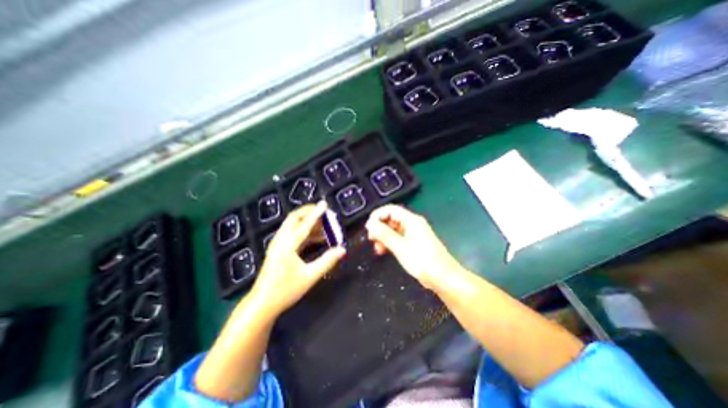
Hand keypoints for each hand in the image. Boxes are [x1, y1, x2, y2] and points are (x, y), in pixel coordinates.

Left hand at [251, 200, 346, 314]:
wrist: (262, 304)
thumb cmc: (285, 291)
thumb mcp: (309, 276)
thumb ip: (327, 261)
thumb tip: (342, 249)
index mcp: (287, 245)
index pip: (304, 224)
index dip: (316, 213)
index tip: (325, 204)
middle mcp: (281, 240)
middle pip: (295, 218)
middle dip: (310, 212)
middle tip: (325, 212)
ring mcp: (279, 244)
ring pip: (294, 225)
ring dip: (309, 222)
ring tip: (326, 225)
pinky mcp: (280, 249)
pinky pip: (294, 234)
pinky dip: (306, 232)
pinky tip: (318, 237)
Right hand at [368, 206, 462, 291]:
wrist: (443, 278)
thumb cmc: (423, 261)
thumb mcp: (401, 248)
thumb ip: (385, 234)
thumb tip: (371, 224)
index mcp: (411, 221)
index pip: (390, 210)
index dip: (377, 216)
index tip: (368, 227)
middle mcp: (412, 224)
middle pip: (391, 219)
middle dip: (379, 227)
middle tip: (371, 239)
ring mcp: (413, 234)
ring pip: (393, 229)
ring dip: (383, 236)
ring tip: (377, 248)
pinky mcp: (413, 243)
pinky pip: (397, 238)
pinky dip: (389, 242)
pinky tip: (383, 251)